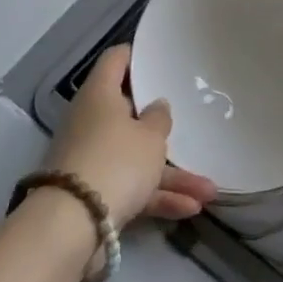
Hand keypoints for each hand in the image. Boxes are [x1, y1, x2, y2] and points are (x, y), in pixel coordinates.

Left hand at [47, 45, 216, 227]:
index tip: (161, 59)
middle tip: (190, 123)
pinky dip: (157, 196)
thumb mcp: (150, 137)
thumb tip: (156, 106)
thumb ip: (159, 119)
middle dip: (162, 127)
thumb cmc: (116, 161)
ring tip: (209, 190)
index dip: (137, 56)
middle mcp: (90, 121)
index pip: (116, 60)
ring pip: (135, 157)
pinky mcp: (93, 193)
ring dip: (171, 174)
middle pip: (128, 113)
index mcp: (99, 94)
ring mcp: (91, 158)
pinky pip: (130, 187)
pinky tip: (190, 208)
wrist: (72, 225)